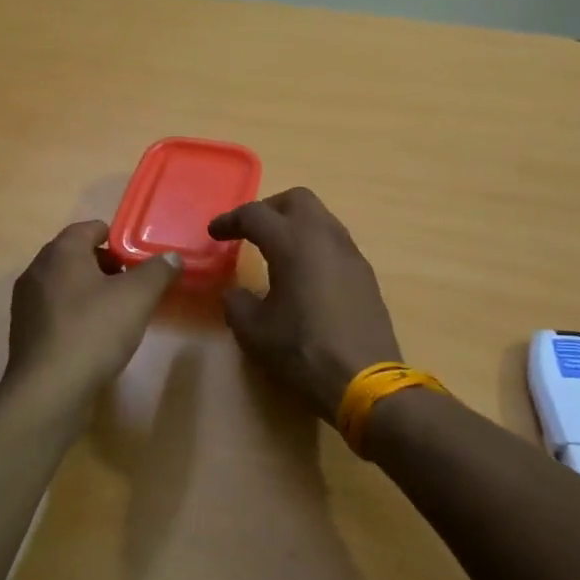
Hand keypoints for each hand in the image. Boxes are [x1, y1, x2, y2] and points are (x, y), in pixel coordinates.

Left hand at [4, 221, 180, 406]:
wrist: (49, 390)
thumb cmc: (94, 332)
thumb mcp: (137, 297)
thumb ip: (158, 271)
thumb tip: (171, 257)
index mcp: (61, 252)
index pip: (90, 228)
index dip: (118, 239)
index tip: (138, 259)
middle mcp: (37, 269)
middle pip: (76, 255)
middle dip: (106, 265)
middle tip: (132, 285)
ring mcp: (26, 301)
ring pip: (64, 283)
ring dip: (90, 290)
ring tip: (116, 312)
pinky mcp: (24, 331)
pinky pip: (55, 309)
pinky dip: (74, 313)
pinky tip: (93, 336)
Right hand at [208, 188, 402, 422]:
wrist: (364, 379)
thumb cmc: (302, 351)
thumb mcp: (254, 332)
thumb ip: (237, 303)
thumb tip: (234, 293)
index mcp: (293, 243)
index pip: (256, 215)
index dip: (230, 220)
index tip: (214, 233)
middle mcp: (325, 237)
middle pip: (297, 200)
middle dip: (269, 209)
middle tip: (249, 231)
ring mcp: (350, 254)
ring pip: (321, 218)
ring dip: (295, 225)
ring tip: (275, 251)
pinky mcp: (365, 274)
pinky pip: (335, 243)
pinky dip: (313, 245)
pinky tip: (303, 274)